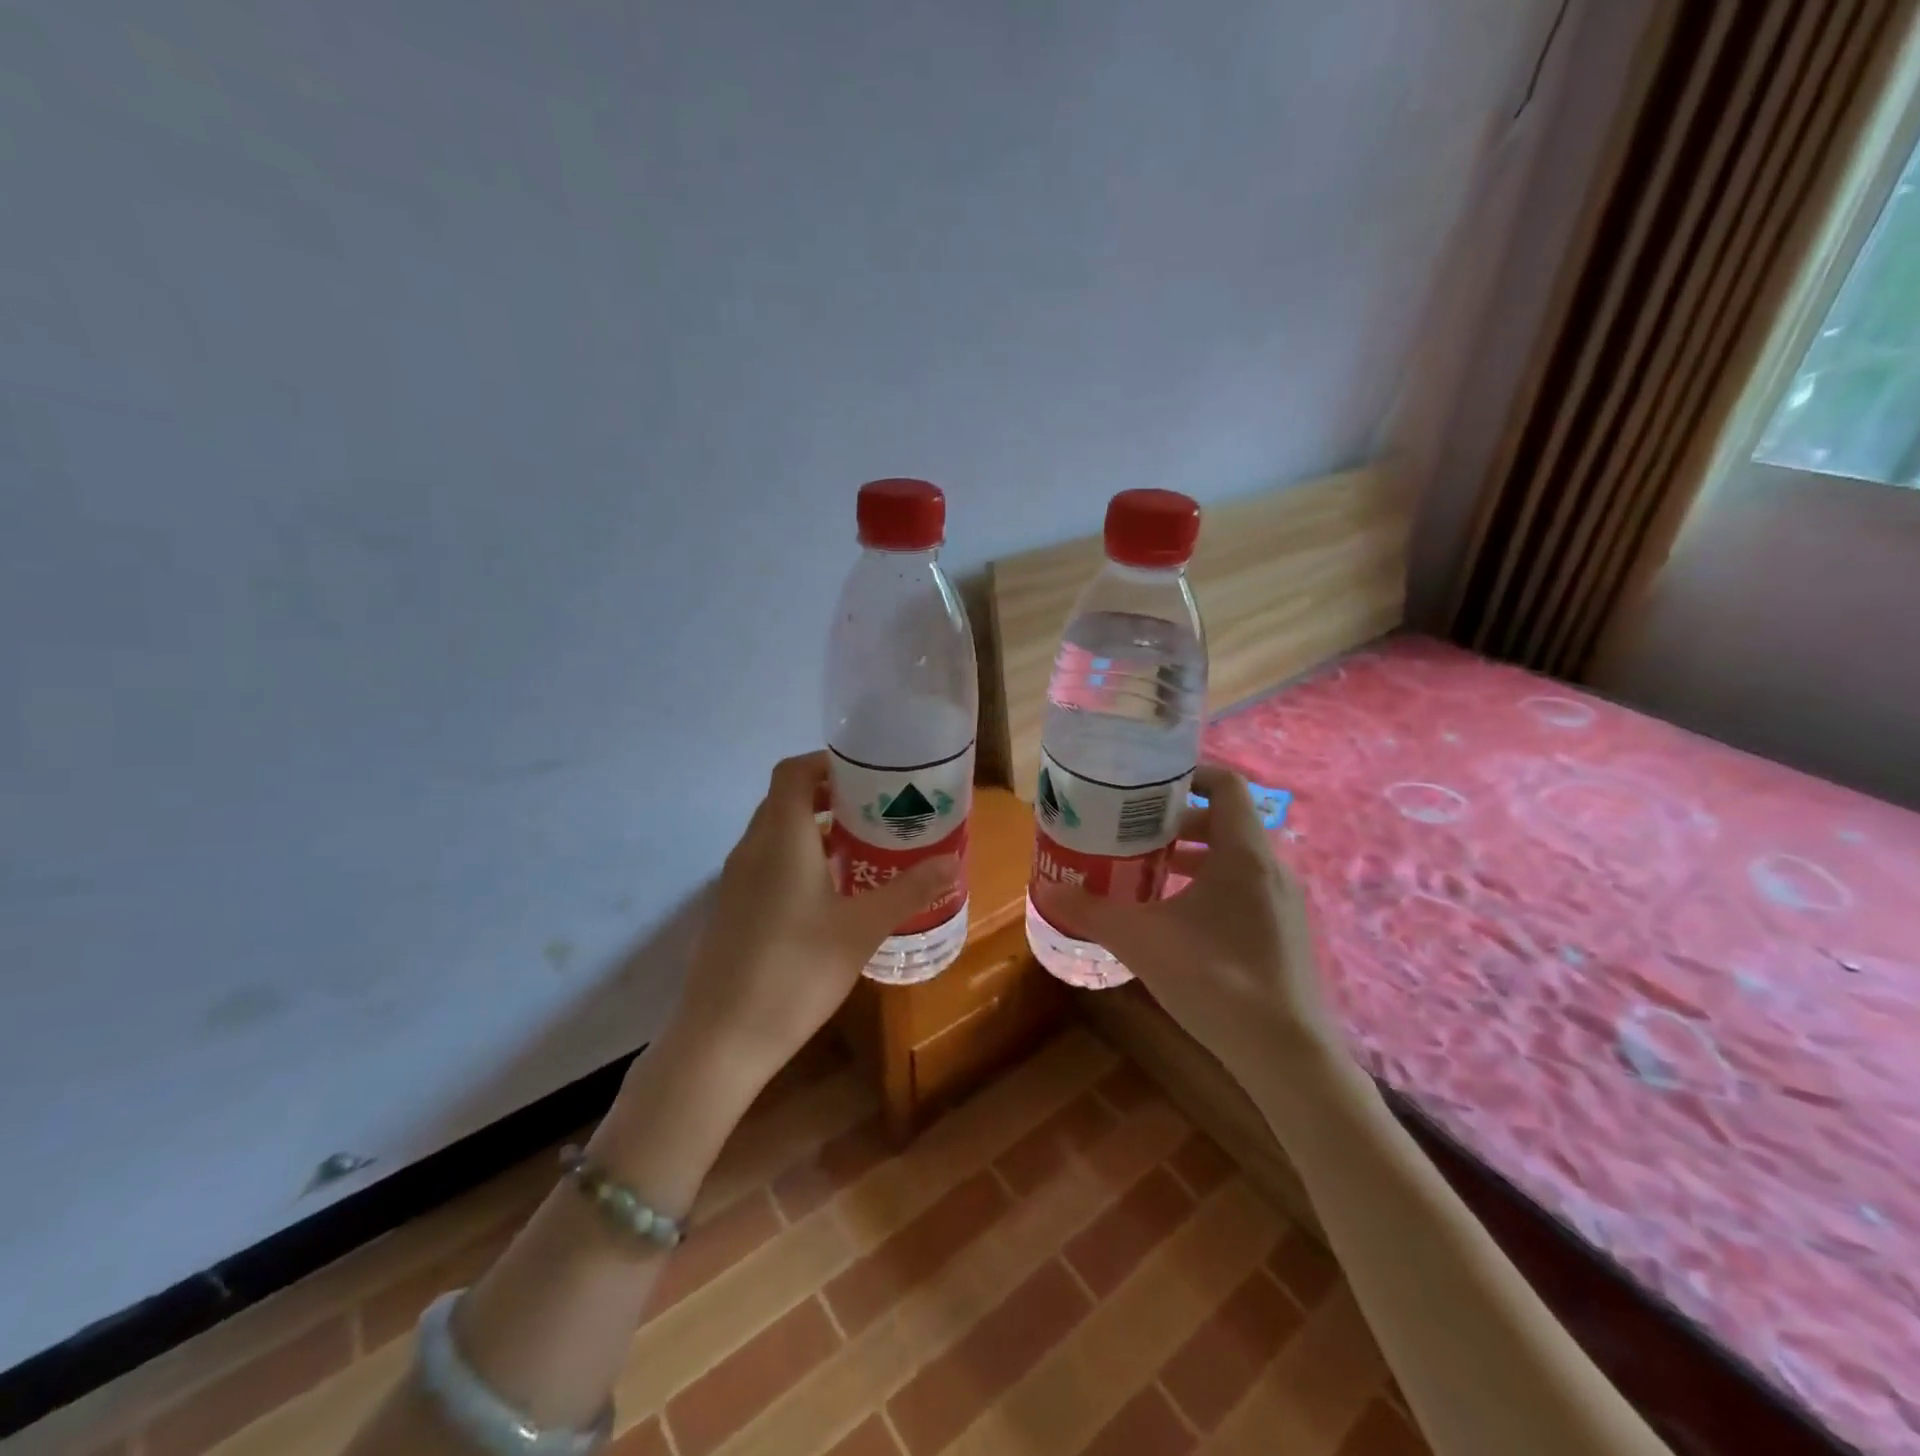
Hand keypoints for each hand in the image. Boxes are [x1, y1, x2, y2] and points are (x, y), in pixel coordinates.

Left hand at [671, 750, 954, 1084]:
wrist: (722, 1039)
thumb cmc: (796, 971)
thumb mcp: (862, 929)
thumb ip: (908, 890)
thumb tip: (952, 862)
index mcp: (781, 838)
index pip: (793, 772)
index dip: (827, 763)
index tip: (868, 776)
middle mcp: (752, 848)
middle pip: (785, 799)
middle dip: (829, 796)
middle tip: (876, 811)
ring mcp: (735, 880)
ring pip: (775, 833)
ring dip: (814, 829)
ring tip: (862, 848)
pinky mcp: (732, 909)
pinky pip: (766, 863)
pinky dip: (797, 859)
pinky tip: (830, 895)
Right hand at [1036, 765, 1336, 1080]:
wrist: (1286, 1056)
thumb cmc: (1215, 980)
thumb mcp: (1141, 941)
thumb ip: (1092, 912)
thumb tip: (1048, 891)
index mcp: (1244, 853)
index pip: (1224, 783)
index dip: (1187, 774)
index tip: (1146, 786)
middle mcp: (1271, 867)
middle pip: (1224, 820)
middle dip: (1176, 821)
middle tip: (1133, 831)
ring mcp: (1284, 901)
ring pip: (1235, 857)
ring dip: (1192, 855)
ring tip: (1146, 871)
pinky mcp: (1285, 931)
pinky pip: (1245, 887)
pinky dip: (1210, 885)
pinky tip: (1177, 917)